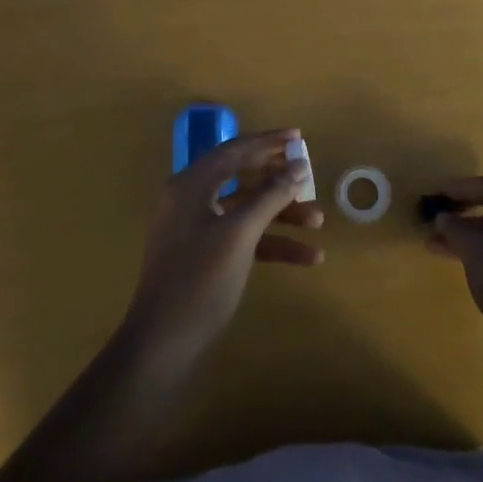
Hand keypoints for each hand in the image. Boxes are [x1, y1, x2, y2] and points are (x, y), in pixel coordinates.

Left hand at [123, 129, 322, 366]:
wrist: (163, 343)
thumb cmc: (200, 280)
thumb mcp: (239, 234)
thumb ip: (270, 196)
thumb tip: (297, 166)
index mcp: (191, 185)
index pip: (234, 150)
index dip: (268, 142)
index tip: (299, 138)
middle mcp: (191, 199)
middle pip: (241, 177)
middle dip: (278, 179)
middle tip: (310, 174)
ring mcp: (197, 229)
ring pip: (246, 210)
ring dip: (281, 214)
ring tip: (319, 221)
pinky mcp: (206, 256)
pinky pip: (243, 237)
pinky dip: (272, 243)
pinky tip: (307, 257)